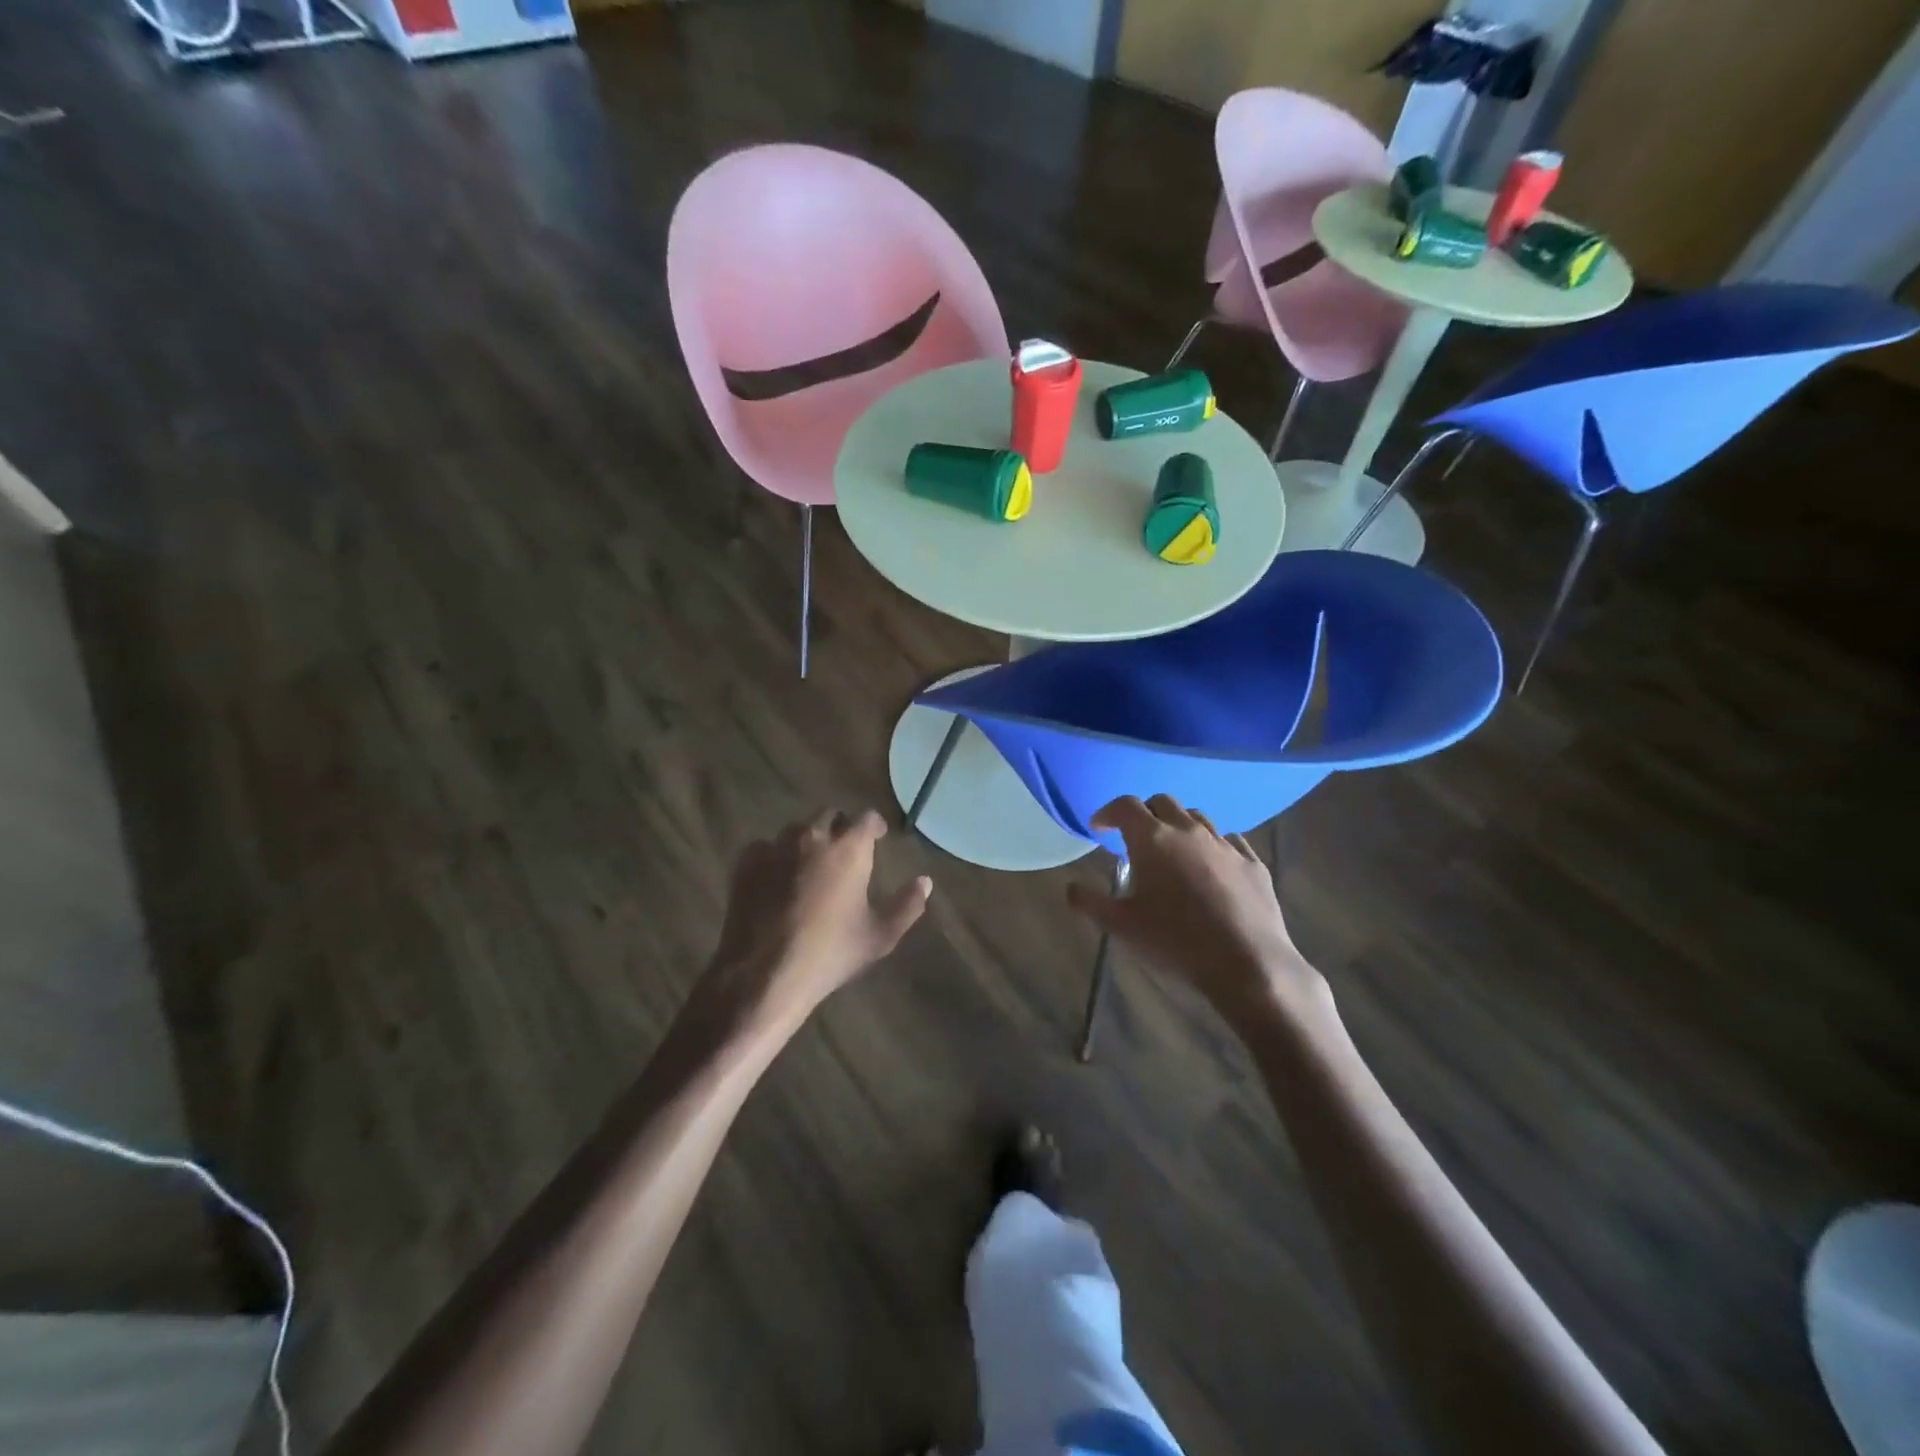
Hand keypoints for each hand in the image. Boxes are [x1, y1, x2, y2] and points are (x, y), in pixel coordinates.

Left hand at [704, 808, 931, 1037]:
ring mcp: (775, 847)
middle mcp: (812, 837)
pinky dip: (775, 857)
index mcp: (849, 849)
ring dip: (806, 840)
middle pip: (829, 816)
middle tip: (843, 851)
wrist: (764, 974)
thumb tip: (925, 882)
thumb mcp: (879, 936)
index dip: (874, 825)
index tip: (878, 837)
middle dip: (839, 828)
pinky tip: (776, 879)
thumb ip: (907, 905)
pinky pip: (765, 848)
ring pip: (795, 830)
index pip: (866, 818)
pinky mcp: (746, 863)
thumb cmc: (830, 953)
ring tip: (809, 864)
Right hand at [1066, 795, 1329, 1026]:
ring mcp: (1225, 845)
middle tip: (1134, 839)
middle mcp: (1189, 831)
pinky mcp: (1253, 863)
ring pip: (1197, 818)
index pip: (1125, 806)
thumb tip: (1071, 887)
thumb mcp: (1121, 927)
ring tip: (1172, 852)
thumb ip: (1089, 902)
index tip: (1099, 828)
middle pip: (1162, 802)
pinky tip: (1211, 867)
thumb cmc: (1175, 943)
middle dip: (1144, 814)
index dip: (1108, 812)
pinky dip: (1213, 846)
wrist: (1248, 965)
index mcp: (1152, 839)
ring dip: (1179, 826)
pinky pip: (1230, 840)